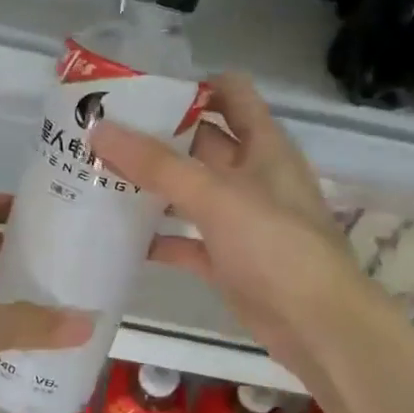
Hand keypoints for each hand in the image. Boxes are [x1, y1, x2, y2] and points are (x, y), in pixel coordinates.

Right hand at [91, 73, 378, 384]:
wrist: (316, 326)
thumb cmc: (275, 246)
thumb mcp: (215, 196)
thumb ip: (157, 164)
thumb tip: (99, 128)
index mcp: (263, 146)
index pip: (230, 94)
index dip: (191, 86)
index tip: (139, 90)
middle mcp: (251, 176)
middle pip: (200, 142)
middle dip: (155, 136)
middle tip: (100, 133)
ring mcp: (238, 220)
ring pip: (188, 192)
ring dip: (151, 186)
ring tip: (97, 176)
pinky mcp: (225, 260)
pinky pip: (184, 241)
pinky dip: (157, 238)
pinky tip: (117, 237)